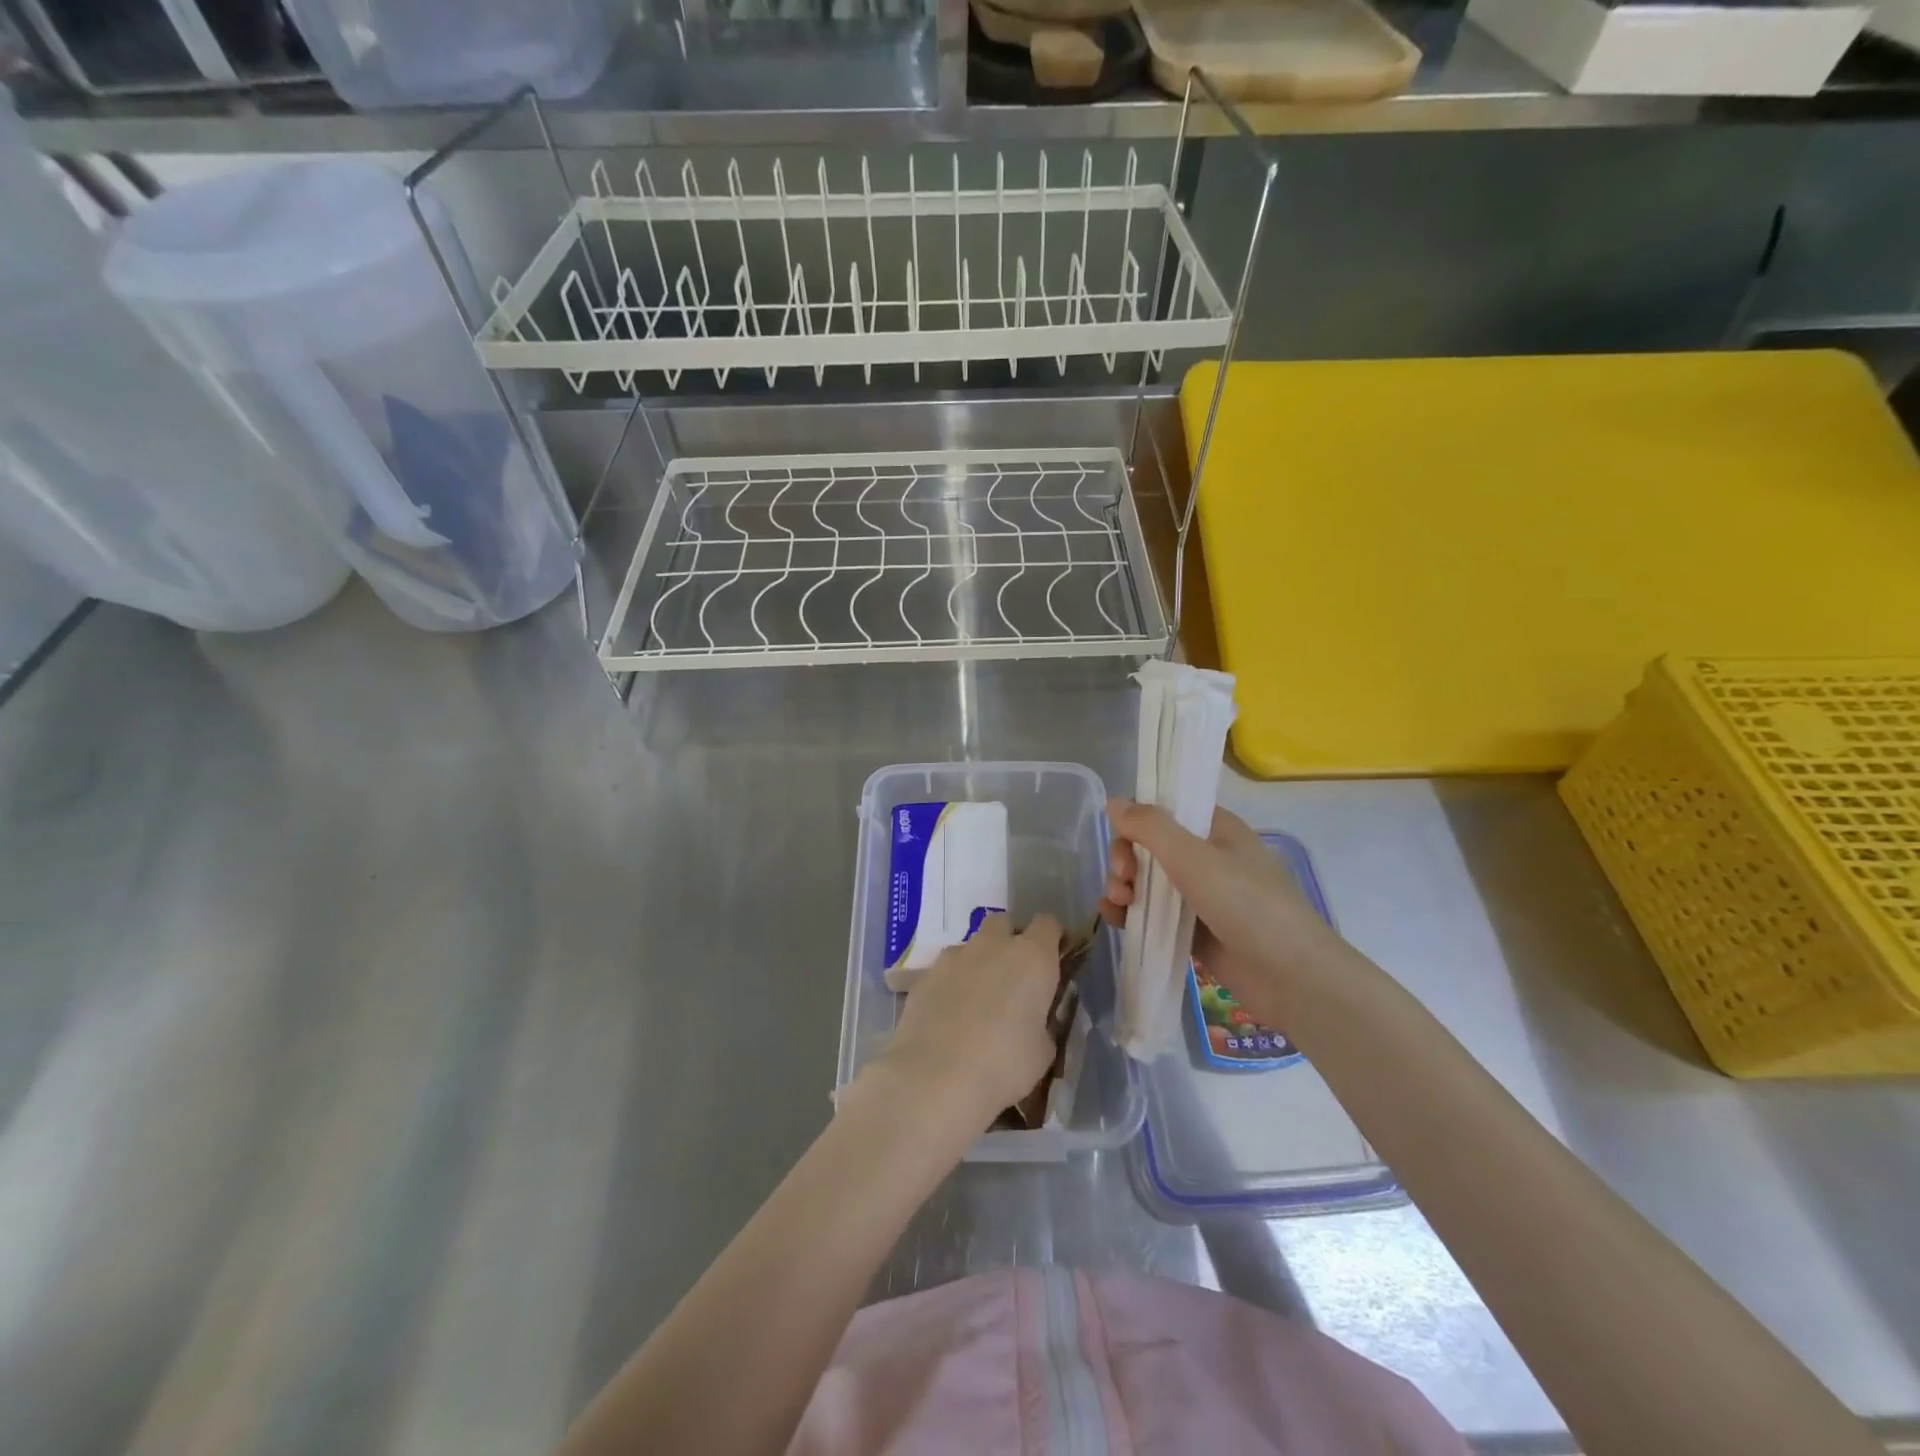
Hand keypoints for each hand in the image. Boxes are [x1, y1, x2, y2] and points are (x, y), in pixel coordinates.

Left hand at [871, 914, 1063, 1126]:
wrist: (935, 1076)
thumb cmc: (1005, 1064)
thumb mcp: (1043, 1051)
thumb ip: (1042, 1023)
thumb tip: (1034, 1021)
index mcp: (1032, 957)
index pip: (1048, 924)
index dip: (1053, 938)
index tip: (1055, 958)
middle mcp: (993, 945)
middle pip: (1005, 923)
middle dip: (1011, 941)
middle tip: (1015, 977)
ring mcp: (954, 956)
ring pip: (972, 946)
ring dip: (980, 963)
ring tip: (979, 1002)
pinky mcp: (925, 975)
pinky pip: (946, 970)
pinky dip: (953, 984)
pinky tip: (950, 1016)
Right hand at [1100, 798, 1334, 1011]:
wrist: (1293, 979)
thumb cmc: (1248, 906)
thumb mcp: (1195, 859)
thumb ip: (1151, 827)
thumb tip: (1113, 802)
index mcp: (1215, 830)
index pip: (1165, 810)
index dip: (1137, 820)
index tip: (1123, 840)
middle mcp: (1207, 857)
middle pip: (1149, 846)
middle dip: (1126, 858)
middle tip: (1123, 879)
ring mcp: (1199, 896)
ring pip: (1147, 880)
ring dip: (1123, 885)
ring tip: (1118, 904)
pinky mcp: (1193, 931)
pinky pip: (1152, 913)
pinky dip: (1130, 912)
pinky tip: (1115, 919)